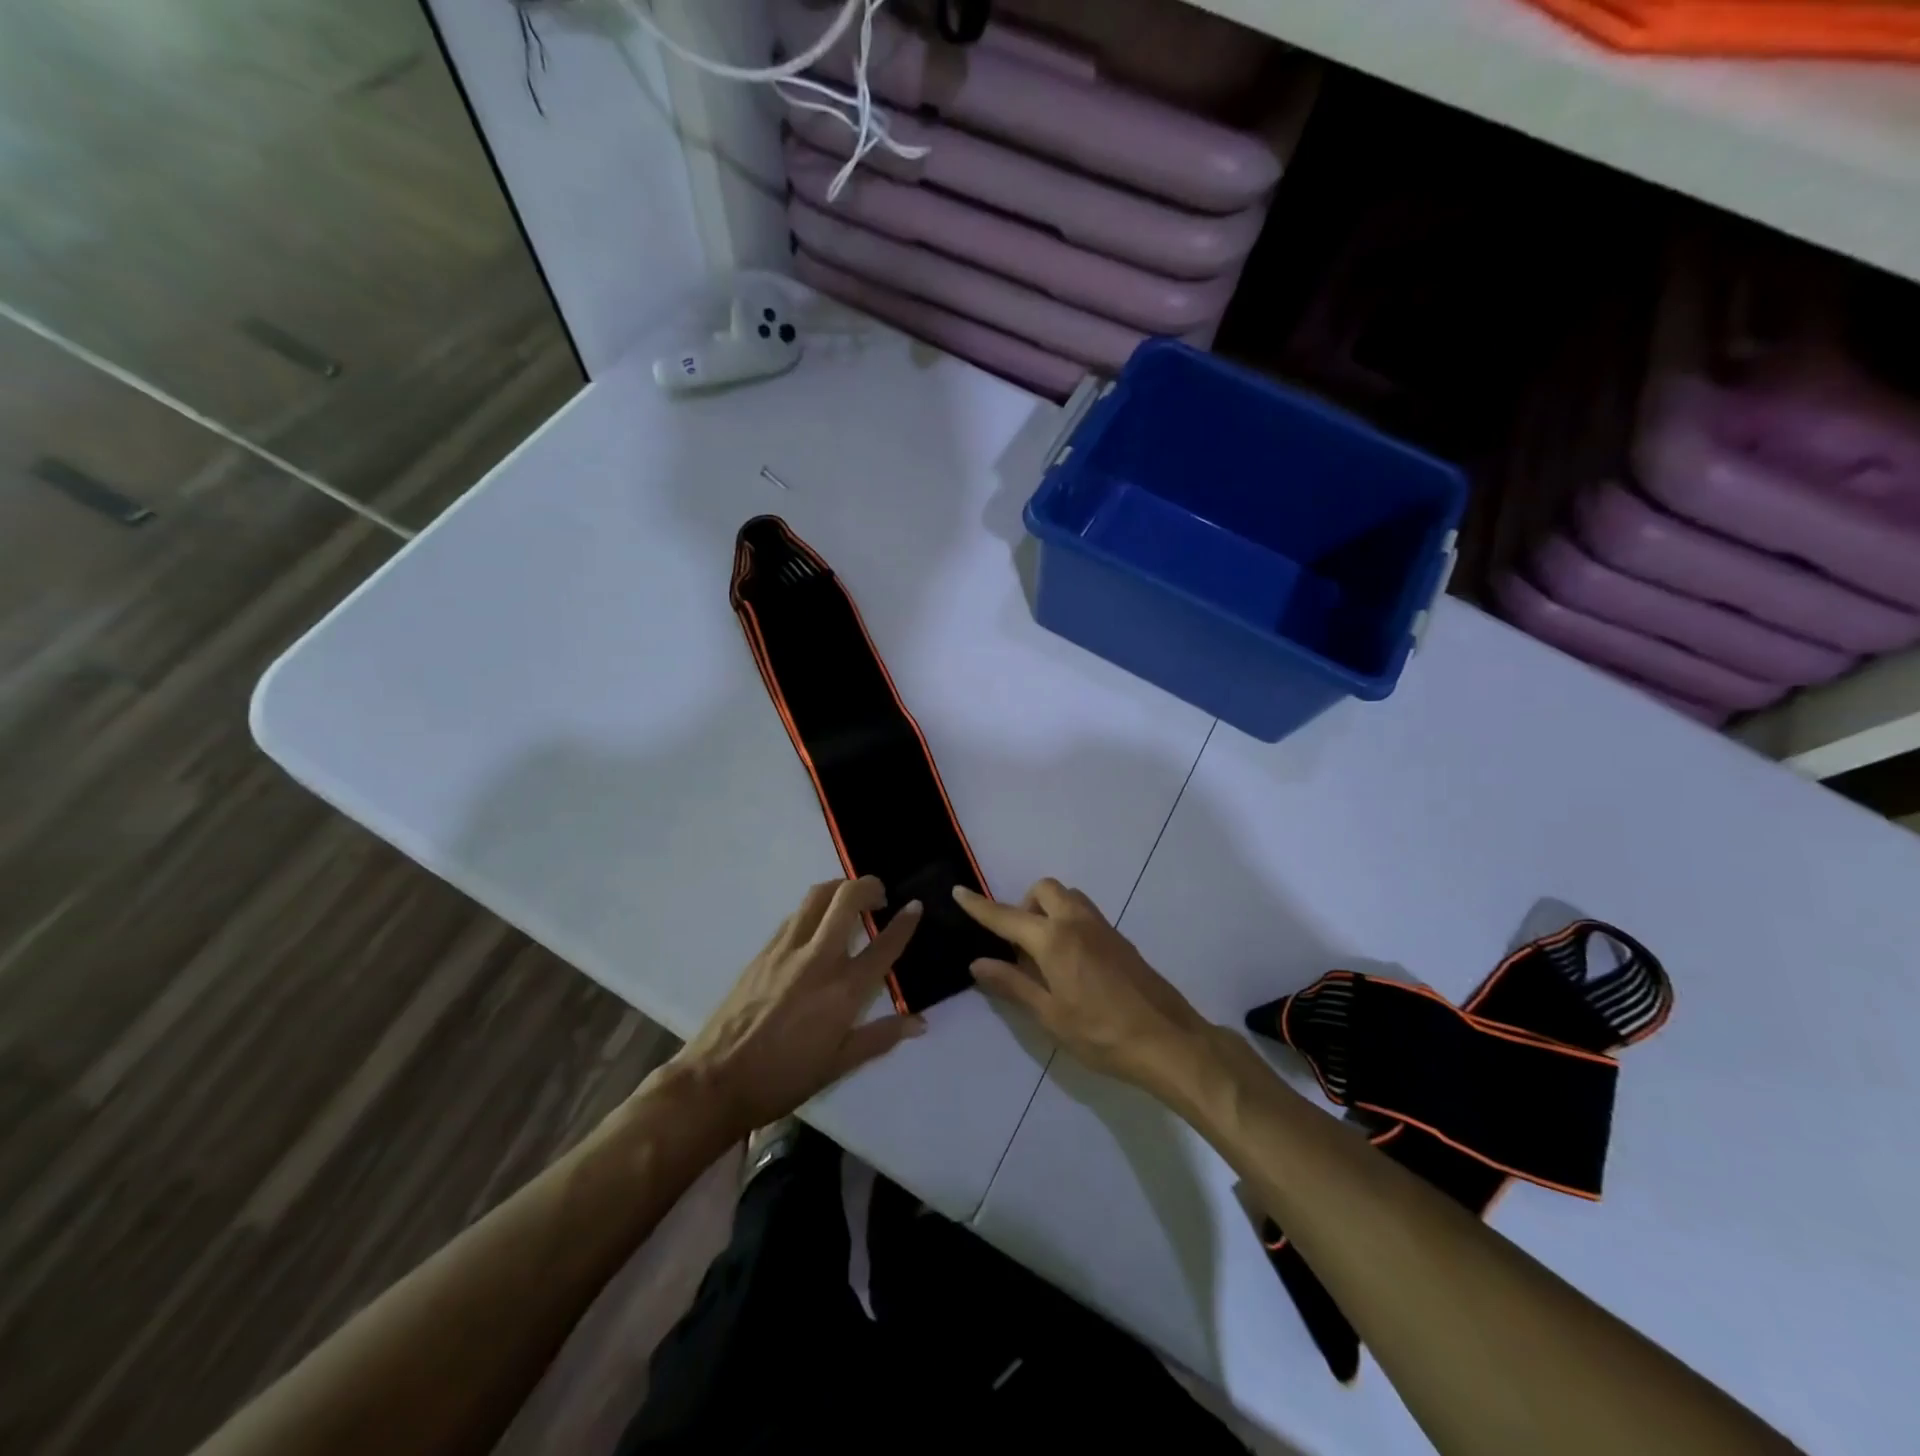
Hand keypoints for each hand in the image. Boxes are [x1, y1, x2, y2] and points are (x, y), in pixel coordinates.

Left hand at [674, 877, 925, 1138]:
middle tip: (879, 896)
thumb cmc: (783, 1078)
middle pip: (847, 898)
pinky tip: (816, 926)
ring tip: (850, 900)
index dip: (905, 921)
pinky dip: (814, 910)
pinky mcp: (763, 951)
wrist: (716, 1080)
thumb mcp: (839, 1065)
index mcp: (844, 990)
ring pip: (817, 896)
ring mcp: (787, 950)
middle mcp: (818, 958)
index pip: (884, 944)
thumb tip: (919, 1023)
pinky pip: (795, 916)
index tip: (915, 906)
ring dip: (839, 888)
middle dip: (869, 885)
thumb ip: (881, 1037)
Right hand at [954, 879, 1214, 1097]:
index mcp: (1054, 939)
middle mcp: (1077, 922)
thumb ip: (1013, 984)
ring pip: (1069, 898)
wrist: (1168, 1041)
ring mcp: (1103, 928)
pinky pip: (1085, 915)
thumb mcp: (1050, 1015)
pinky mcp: (1120, 940)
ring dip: (1049, 910)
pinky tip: (1070, 963)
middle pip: (1045, 890)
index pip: (1007, 916)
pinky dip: (1068, 922)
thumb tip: (978, 963)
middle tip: (1019, 944)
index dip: (980, 906)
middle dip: (1024, 904)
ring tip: (1043, 954)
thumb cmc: (1101, 1033)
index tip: (958, 891)